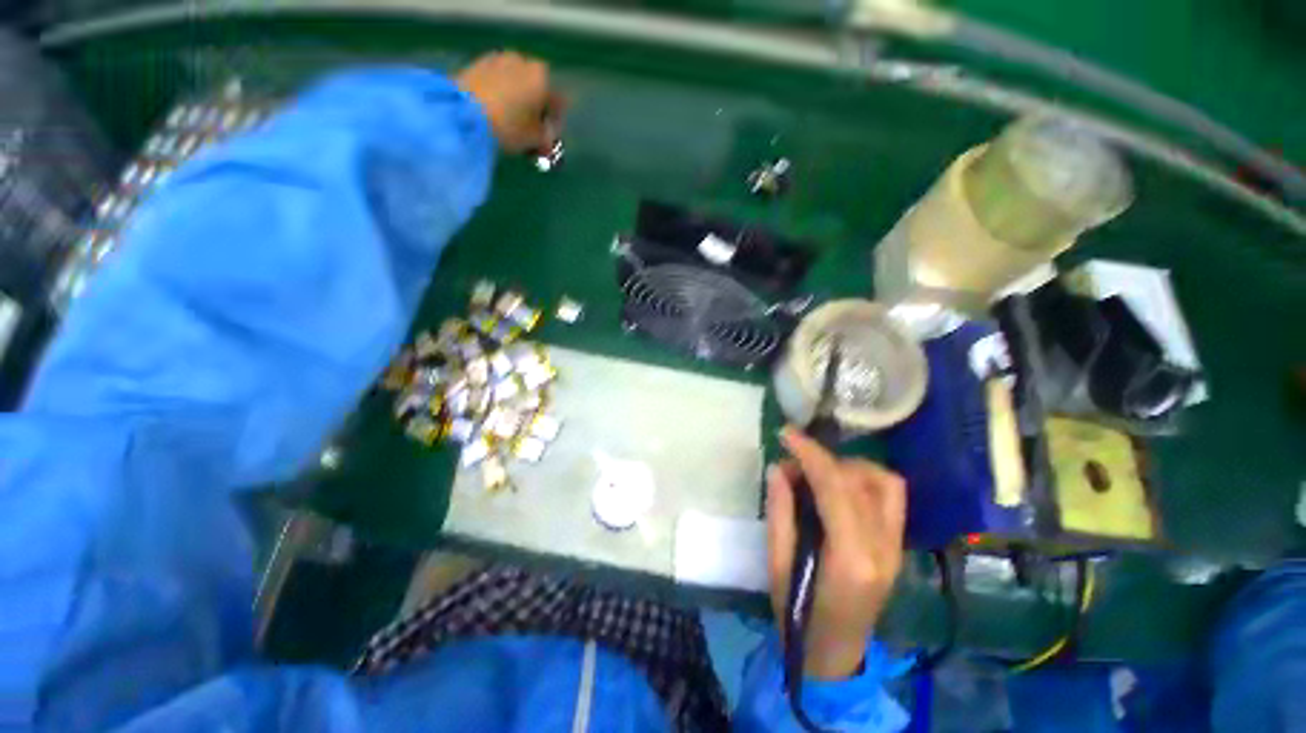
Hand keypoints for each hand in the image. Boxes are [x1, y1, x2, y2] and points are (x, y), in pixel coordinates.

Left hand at [455, 51, 563, 152]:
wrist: (463, 113)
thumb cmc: (508, 126)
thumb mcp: (534, 140)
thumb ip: (546, 140)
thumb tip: (547, 142)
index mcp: (542, 77)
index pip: (559, 103)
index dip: (555, 125)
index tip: (548, 139)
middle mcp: (523, 61)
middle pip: (536, 89)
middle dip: (536, 110)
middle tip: (530, 132)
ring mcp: (499, 59)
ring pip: (516, 84)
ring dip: (518, 101)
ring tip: (511, 123)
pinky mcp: (478, 63)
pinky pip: (498, 82)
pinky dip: (501, 95)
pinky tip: (496, 113)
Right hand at [766, 427, 906, 678]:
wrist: (835, 654)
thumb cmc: (799, 614)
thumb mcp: (778, 563)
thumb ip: (779, 512)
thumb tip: (778, 468)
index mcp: (851, 557)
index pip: (835, 487)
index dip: (810, 453)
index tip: (787, 433)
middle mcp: (883, 547)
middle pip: (859, 480)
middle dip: (822, 459)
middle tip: (791, 463)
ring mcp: (897, 547)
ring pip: (884, 482)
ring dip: (848, 466)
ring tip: (817, 472)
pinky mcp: (898, 545)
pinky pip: (890, 496)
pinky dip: (865, 478)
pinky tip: (840, 485)